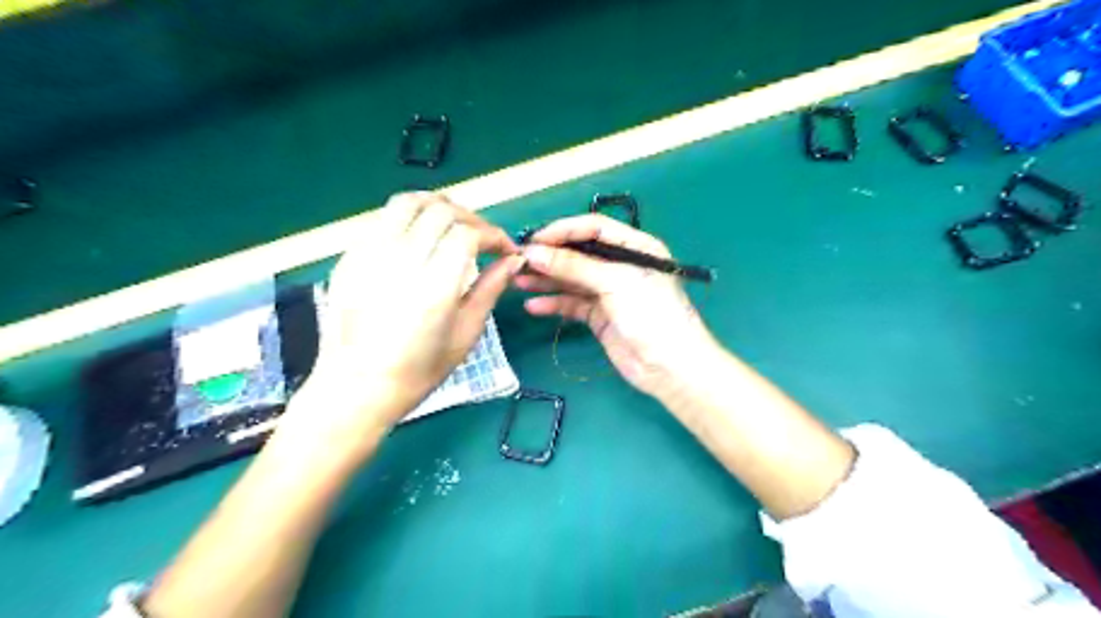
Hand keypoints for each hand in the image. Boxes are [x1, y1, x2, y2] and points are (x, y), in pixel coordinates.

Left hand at [282, 192, 523, 444]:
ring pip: (407, 202)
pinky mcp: (350, 257)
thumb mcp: (466, 334)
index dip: (493, 234)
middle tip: (482, 238)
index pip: (468, 234)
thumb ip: (491, 289)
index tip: (505, 249)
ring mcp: (369, 256)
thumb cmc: (419, 370)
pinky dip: (409, 219)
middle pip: (440, 211)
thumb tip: (514, 260)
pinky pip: (382, 219)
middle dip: (470, 218)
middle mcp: (400, 263)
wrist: (357, 387)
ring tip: (452, 225)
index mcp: (434, 288)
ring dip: (437, 206)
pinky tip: (419, 239)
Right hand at [519, 214, 719, 397]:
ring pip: (572, 279)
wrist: (669, 367)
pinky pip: (572, 304)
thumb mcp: (614, 282)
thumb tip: (533, 252)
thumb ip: (574, 266)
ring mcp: (609, 291)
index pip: (594, 227)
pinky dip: (554, 304)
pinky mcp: (600, 316)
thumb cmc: (650, 314)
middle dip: (550, 256)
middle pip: (579, 253)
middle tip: (518, 261)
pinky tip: (533, 306)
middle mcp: (620, 265)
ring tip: (517, 281)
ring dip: (546, 280)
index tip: (534, 240)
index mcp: (634, 246)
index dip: (563, 230)